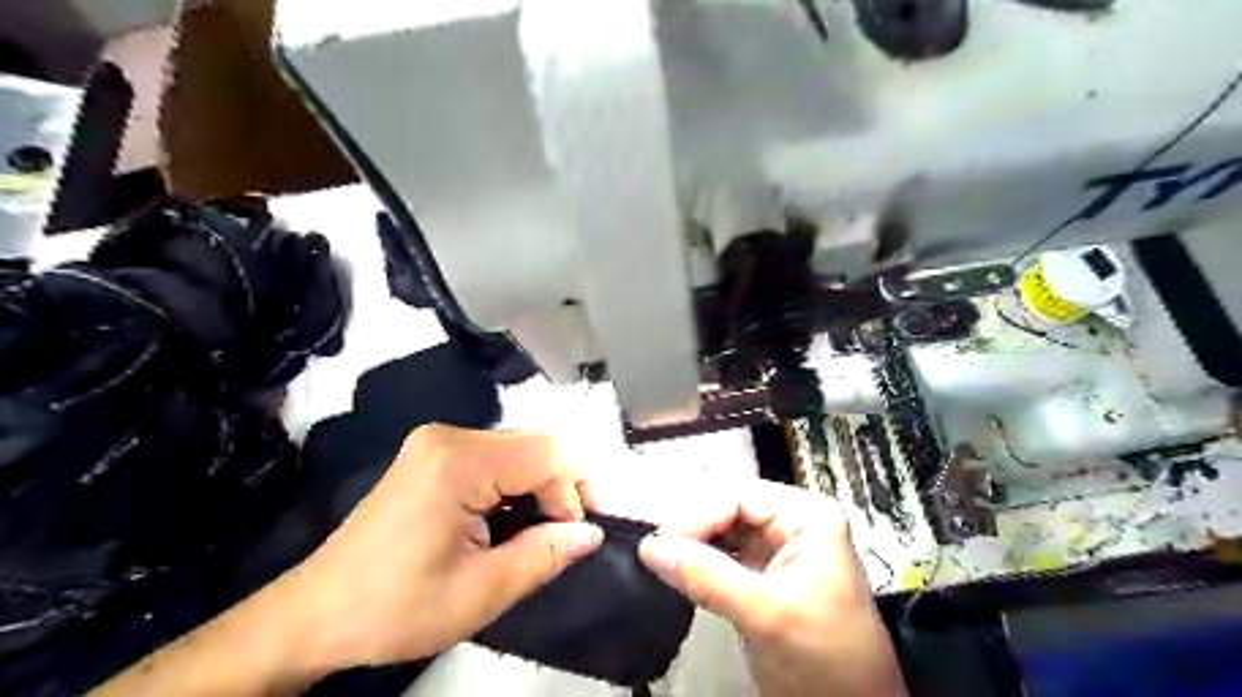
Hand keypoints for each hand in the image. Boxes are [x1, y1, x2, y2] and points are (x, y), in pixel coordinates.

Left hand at [279, 426, 606, 675]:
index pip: (547, 454)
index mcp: (458, 462)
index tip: (575, 536)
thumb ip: (544, 555)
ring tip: (546, 528)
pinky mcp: (431, 454)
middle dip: (562, 485)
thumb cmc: (395, 607)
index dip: (574, 491)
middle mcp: (449, 436)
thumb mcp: (481, 592)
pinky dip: (515, 482)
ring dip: (541, 484)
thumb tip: (591, 534)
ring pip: (518, 448)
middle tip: (572, 531)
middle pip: (535, 443)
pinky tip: (513, 516)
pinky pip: (494, 456)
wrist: (316, 613)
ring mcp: (437, 441)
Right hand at [641, 483, 903, 692]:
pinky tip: (680, 573)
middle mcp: (792, 524)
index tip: (659, 543)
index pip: (738, 497)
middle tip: (657, 552)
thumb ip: (708, 578)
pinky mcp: (763, 577)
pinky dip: (699, 564)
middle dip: (692, 530)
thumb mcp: (767, 614)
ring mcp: (777, 550)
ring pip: (721, 533)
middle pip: (727, 510)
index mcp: (806, 517)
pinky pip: (722, 558)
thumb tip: (652, 548)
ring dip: (692, 546)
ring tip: (663, 561)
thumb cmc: (829, 660)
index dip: (696, 516)